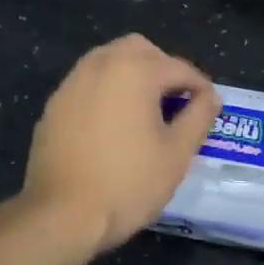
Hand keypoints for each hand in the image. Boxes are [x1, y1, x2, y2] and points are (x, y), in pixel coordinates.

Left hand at [22, 35, 219, 254]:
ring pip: (108, 62)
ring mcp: (71, 84)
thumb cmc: (128, 183)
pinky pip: (87, 85)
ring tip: (147, 113)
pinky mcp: (53, 107)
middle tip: (177, 102)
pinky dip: (107, 93)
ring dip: (132, 77)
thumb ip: (198, 117)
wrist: (62, 214)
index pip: (178, 68)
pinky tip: (114, 127)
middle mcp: (99, 65)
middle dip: (163, 69)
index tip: (210, 108)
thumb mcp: (177, 154)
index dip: (200, 87)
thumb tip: (210, 97)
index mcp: (134, 71)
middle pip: (139, 50)